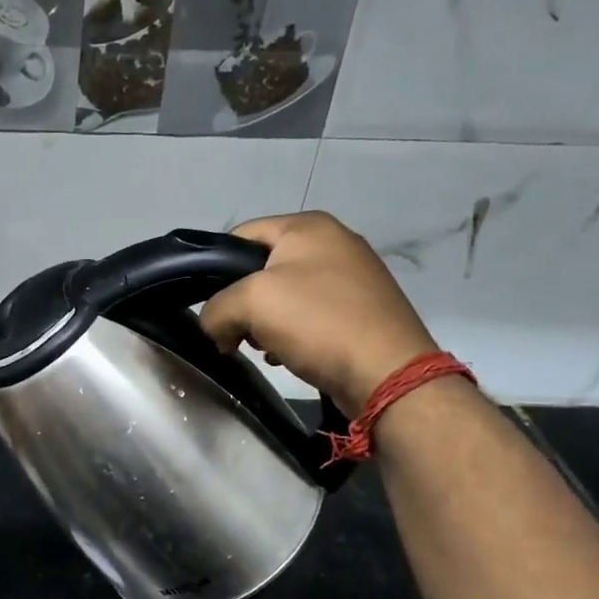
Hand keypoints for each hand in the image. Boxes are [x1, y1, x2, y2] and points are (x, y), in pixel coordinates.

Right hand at [200, 212, 439, 413]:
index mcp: (307, 226)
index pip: (239, 236)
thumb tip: (215, 328)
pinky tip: (288, 356)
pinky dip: (291, 334)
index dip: (215, 270)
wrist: (387, 373)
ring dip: (264, 323)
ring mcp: (352, 276)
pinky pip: (310, 316)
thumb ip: (216, 309)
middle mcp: (332, 242)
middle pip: (261, 268)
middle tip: (237, 333)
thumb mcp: (250, 303)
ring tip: (264, 349)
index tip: (210, 307)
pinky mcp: (361, 309)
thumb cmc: (317, 322)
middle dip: (241, 303)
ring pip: (284, 295)